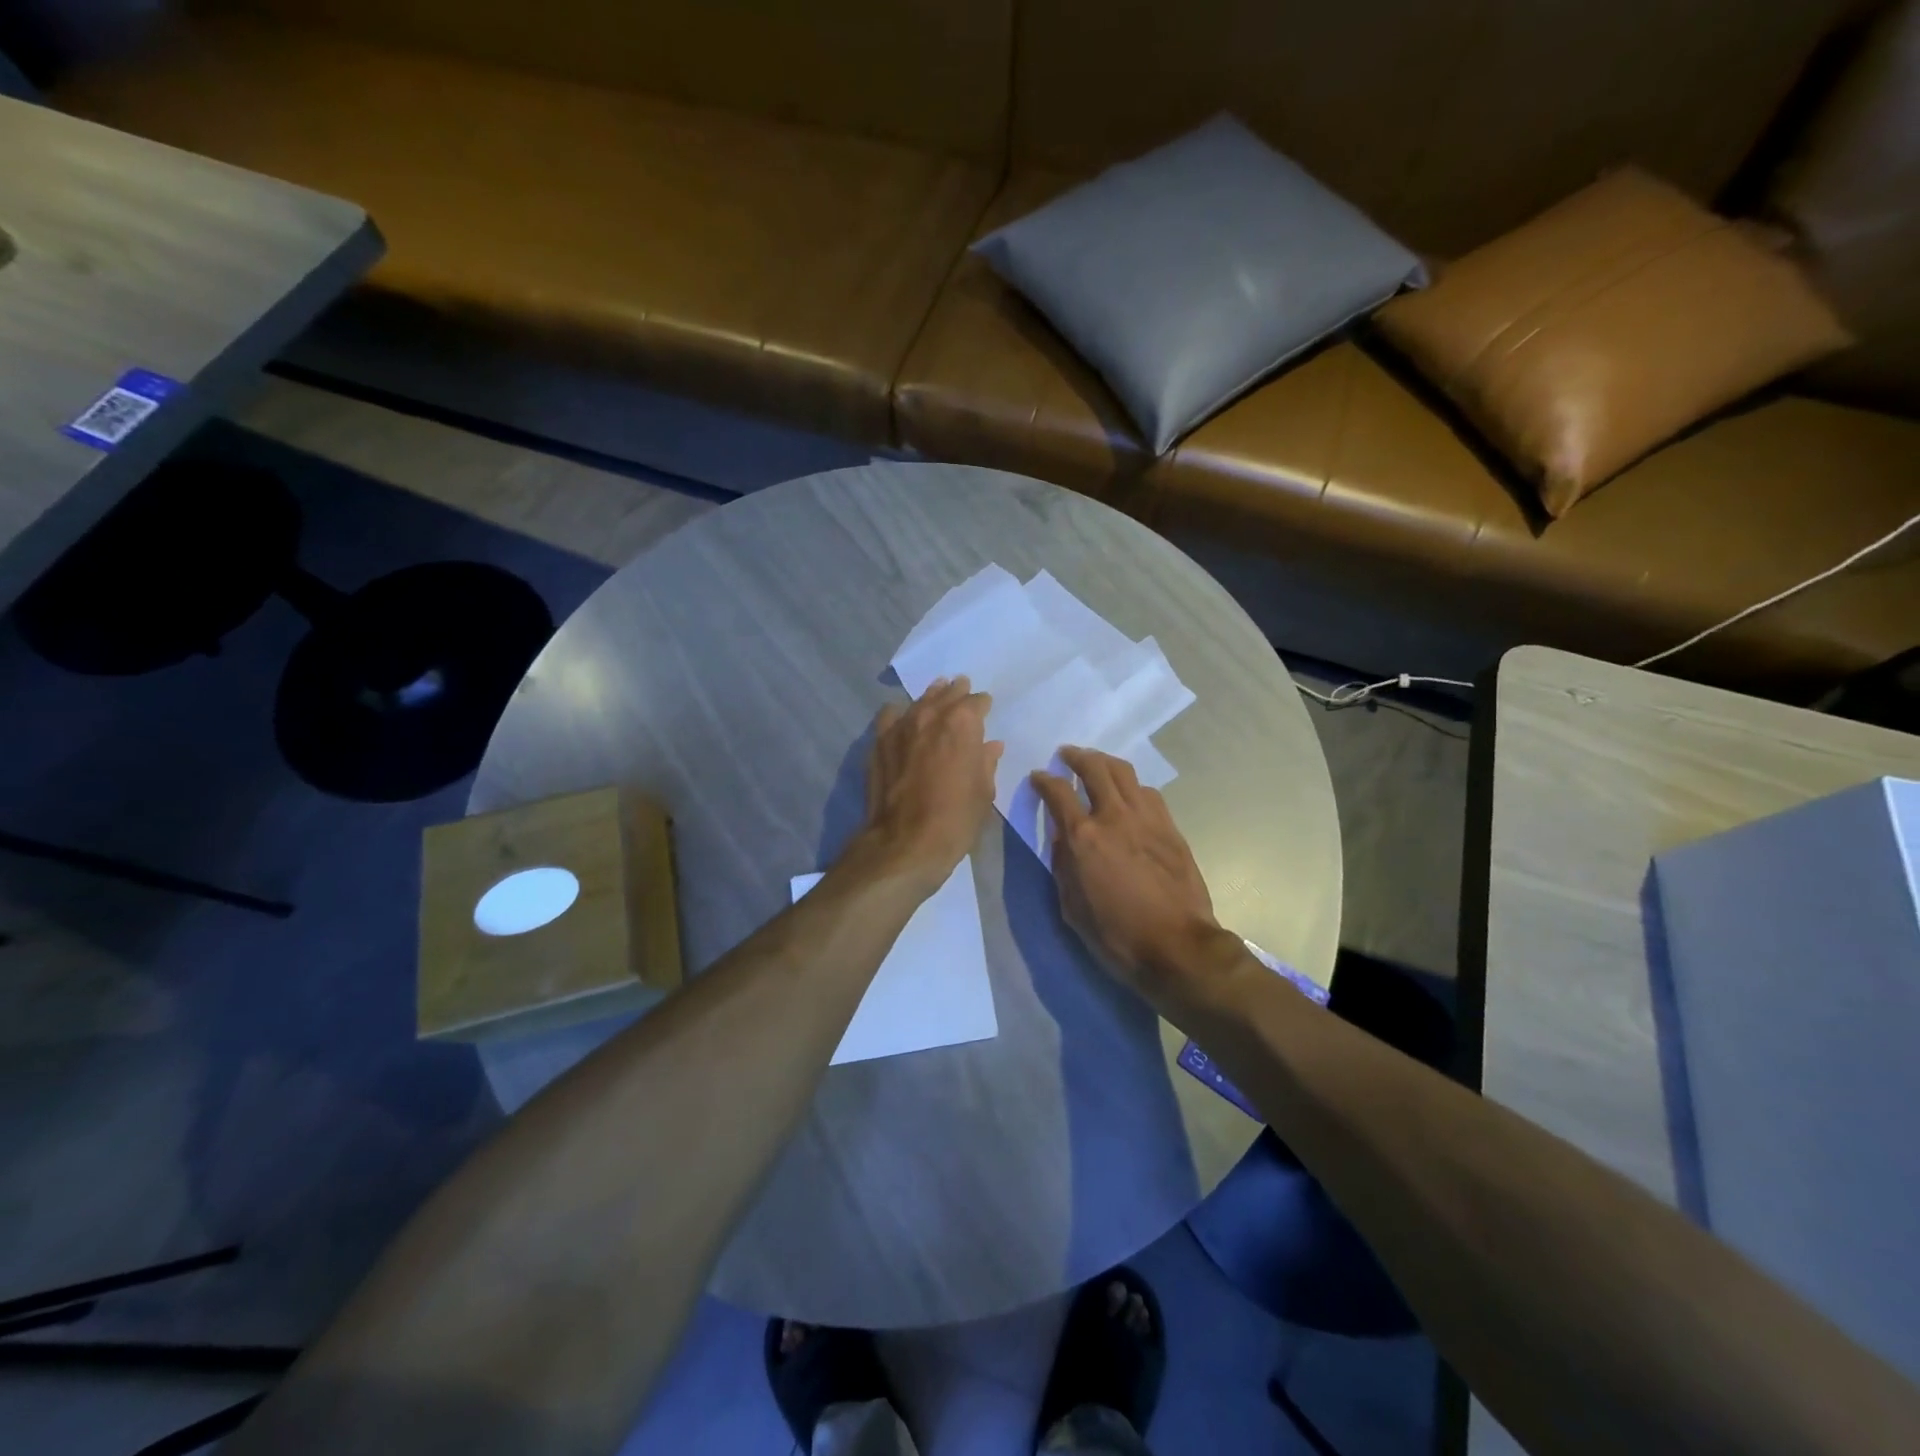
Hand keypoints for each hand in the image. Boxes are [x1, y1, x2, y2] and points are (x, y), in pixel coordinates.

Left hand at [858, 677, 1002, 888]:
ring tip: (937, 694)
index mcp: (963, 723)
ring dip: (931, 697)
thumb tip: (990, 746)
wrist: (905, 841)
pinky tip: (903, 719)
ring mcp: (901, 727)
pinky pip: (890, 716)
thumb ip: (986, 762)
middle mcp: (931, 715)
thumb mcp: (983, 792)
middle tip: (962, 688)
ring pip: (919, 701)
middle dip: (957, 692)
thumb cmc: (956, 818)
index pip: (976, 702)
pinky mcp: (879, 742)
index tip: (985, 708)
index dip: (982, 705)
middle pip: (946, 694)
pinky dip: (900, 714)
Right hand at [1030, 747, 1221, 1000]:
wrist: (1176, 946)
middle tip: (1067, 755)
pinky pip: (1148, 793)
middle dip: (1077, 756)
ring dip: (1106, 763)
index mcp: (1084, 837)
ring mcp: (1147, 818)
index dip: (1044, 779)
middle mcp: (1114, 817)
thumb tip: (1062, 838)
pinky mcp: (1170, 828)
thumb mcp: (1072, 907)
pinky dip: (1132, 785)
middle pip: (1095, 767)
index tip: (1038, 777)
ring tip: (1097, 765)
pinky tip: (1129, 793)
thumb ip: (1063, 865)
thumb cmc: (1116, 934)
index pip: (1058, 791)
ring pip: (1124, 773)